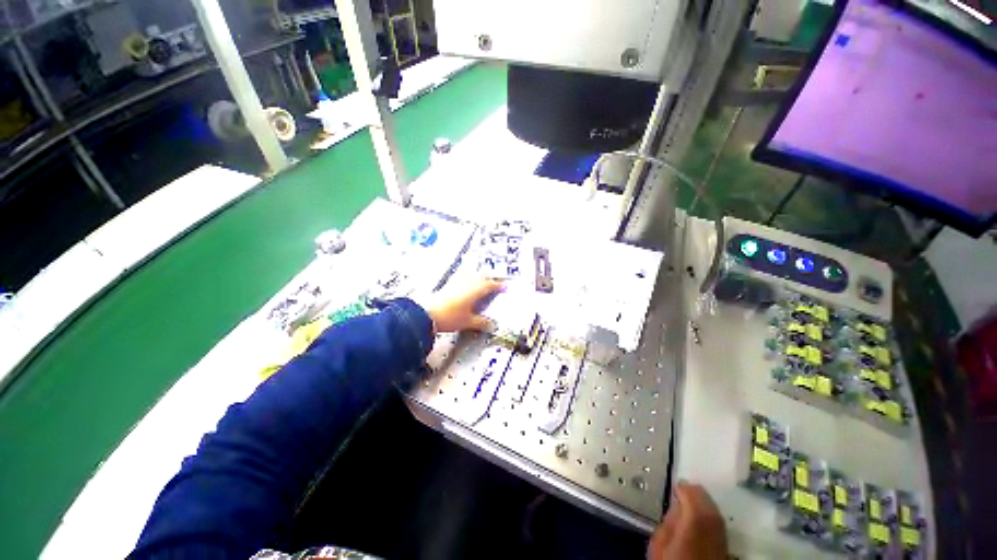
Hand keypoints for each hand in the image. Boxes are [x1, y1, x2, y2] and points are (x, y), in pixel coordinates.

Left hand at [423, 277, 503, 333]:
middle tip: (496, 281)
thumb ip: (481, 322)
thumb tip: (492, 326)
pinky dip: (468, 274)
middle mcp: (467, 282)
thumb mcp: (467, 321)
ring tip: (484, 277)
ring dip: (480, 274)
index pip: (490, 285)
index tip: (505, 286)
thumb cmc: (450, 317)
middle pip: (482, 275)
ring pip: (472, 273)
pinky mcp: (448, 283)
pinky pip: (462, 274)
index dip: (498, 285)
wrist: (426, 314)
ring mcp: (457, 281)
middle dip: (491, 277)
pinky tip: (466, 276)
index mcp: (475, 290)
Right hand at [648, 482, 726, 559]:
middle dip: (692, 492)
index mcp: (695, 517)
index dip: (680, 487)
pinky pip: (716, 518)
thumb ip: (668, 520)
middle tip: (680, 494)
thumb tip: (674, 507)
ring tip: (688, 506)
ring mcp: (722, 531)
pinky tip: (699, 519)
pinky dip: (708, 513)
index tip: (672, 489)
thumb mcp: (661, 541)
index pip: (690, 490)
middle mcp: (713, 521)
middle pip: (704, 495)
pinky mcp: (725, 541)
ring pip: (712, 506)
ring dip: (701, 501)